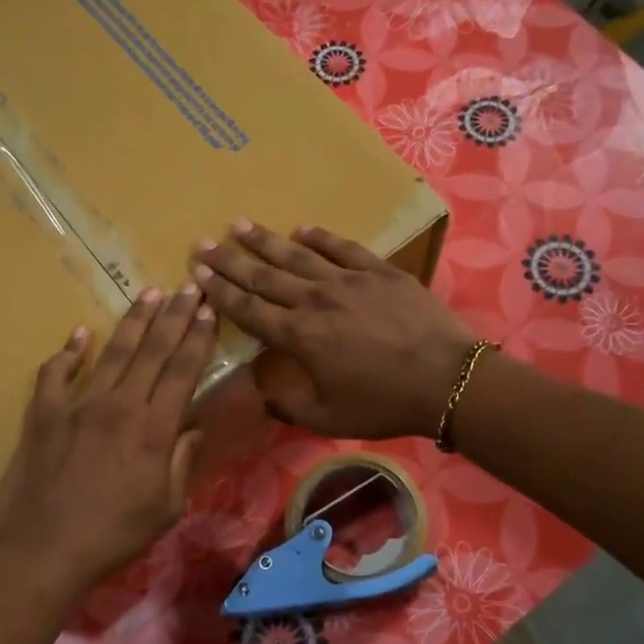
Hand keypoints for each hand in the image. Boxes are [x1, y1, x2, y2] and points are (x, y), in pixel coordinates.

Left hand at [0, 285, 215, 589]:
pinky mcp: (42, 414)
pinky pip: (55, 373)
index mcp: (153, 428)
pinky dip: (68, 351)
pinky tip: (80, 332)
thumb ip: (182, 462)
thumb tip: (194, 427)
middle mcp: (118, 405)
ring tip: (149, 294)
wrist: (43, 551)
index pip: (182, 370)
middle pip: (152, 350)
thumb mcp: (166, 507)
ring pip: (111, 352)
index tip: (209, 310)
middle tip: (189, 286)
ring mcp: (77, 405)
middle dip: (174, 316)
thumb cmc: (114, 535)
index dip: (198, 338)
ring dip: (133, 322)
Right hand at [192, 221, 474, 439]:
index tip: (198, 275)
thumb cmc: (384, 403)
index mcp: (299, 337)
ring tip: (240, 225)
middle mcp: (315, 300)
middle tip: (204, 243)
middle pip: (264, 276)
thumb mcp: (329, 418)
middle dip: (230, 260)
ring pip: (297, 255)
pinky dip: (320, 237)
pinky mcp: (379, 271)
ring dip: (265, 241)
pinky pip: (342, 247)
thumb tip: (262, 388)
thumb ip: (289, 402)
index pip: (249, 310)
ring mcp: (348, 280)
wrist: (445, 379)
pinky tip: (301, 228)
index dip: (220, 292)